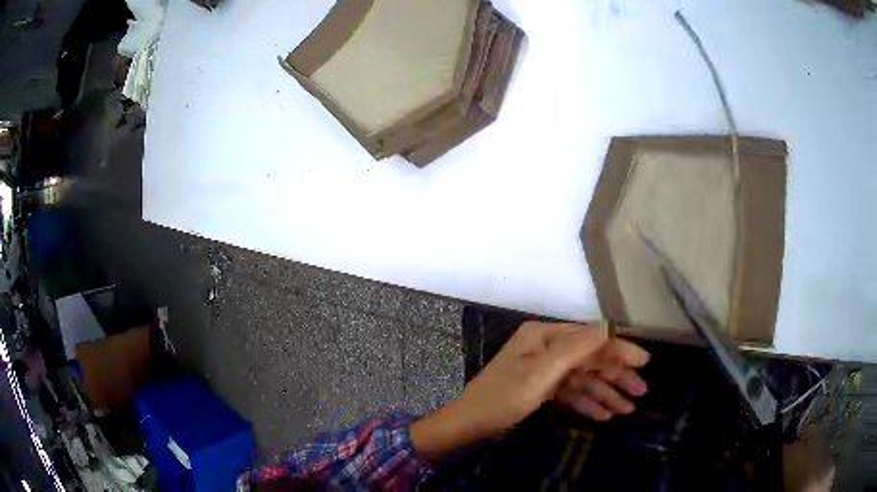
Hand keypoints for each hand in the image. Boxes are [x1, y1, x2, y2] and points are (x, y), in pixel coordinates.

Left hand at [411, 322, 649, 461]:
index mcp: (544, 335)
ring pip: (583, 378)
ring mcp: (543, 368)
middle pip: (590, 359)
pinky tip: (604, 415)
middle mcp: (546, 347)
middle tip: (641, 393)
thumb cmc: (503, 397)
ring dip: (606, 393)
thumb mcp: (541, 373)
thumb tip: (609, 326)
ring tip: (627, 410)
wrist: (469, 424)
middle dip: (616, 376)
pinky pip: (570, 392)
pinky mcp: (540, 387)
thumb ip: (576, 348)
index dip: (620, 349)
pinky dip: (587, 402)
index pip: (592, 338)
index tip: (645, 362)